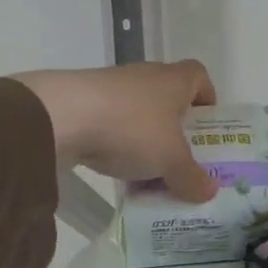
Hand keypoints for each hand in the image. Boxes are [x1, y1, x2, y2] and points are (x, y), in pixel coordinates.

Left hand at [12, 61, 217, 201]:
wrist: (57, 116)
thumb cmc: (131, 128)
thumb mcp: (171, 160)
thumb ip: (192, 177)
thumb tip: (210, 191)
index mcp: (174, 80)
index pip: (200, 76)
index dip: (207, 98)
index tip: (207, 125)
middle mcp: (145, 76)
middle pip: (168, 98)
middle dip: (176, 128)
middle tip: (181, 156)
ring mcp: (110, 87)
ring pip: (138, 113)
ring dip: (145, 138)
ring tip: (148, 170)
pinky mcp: (81, 101)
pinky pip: (110, 122)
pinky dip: (117, 142)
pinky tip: (115, 168)